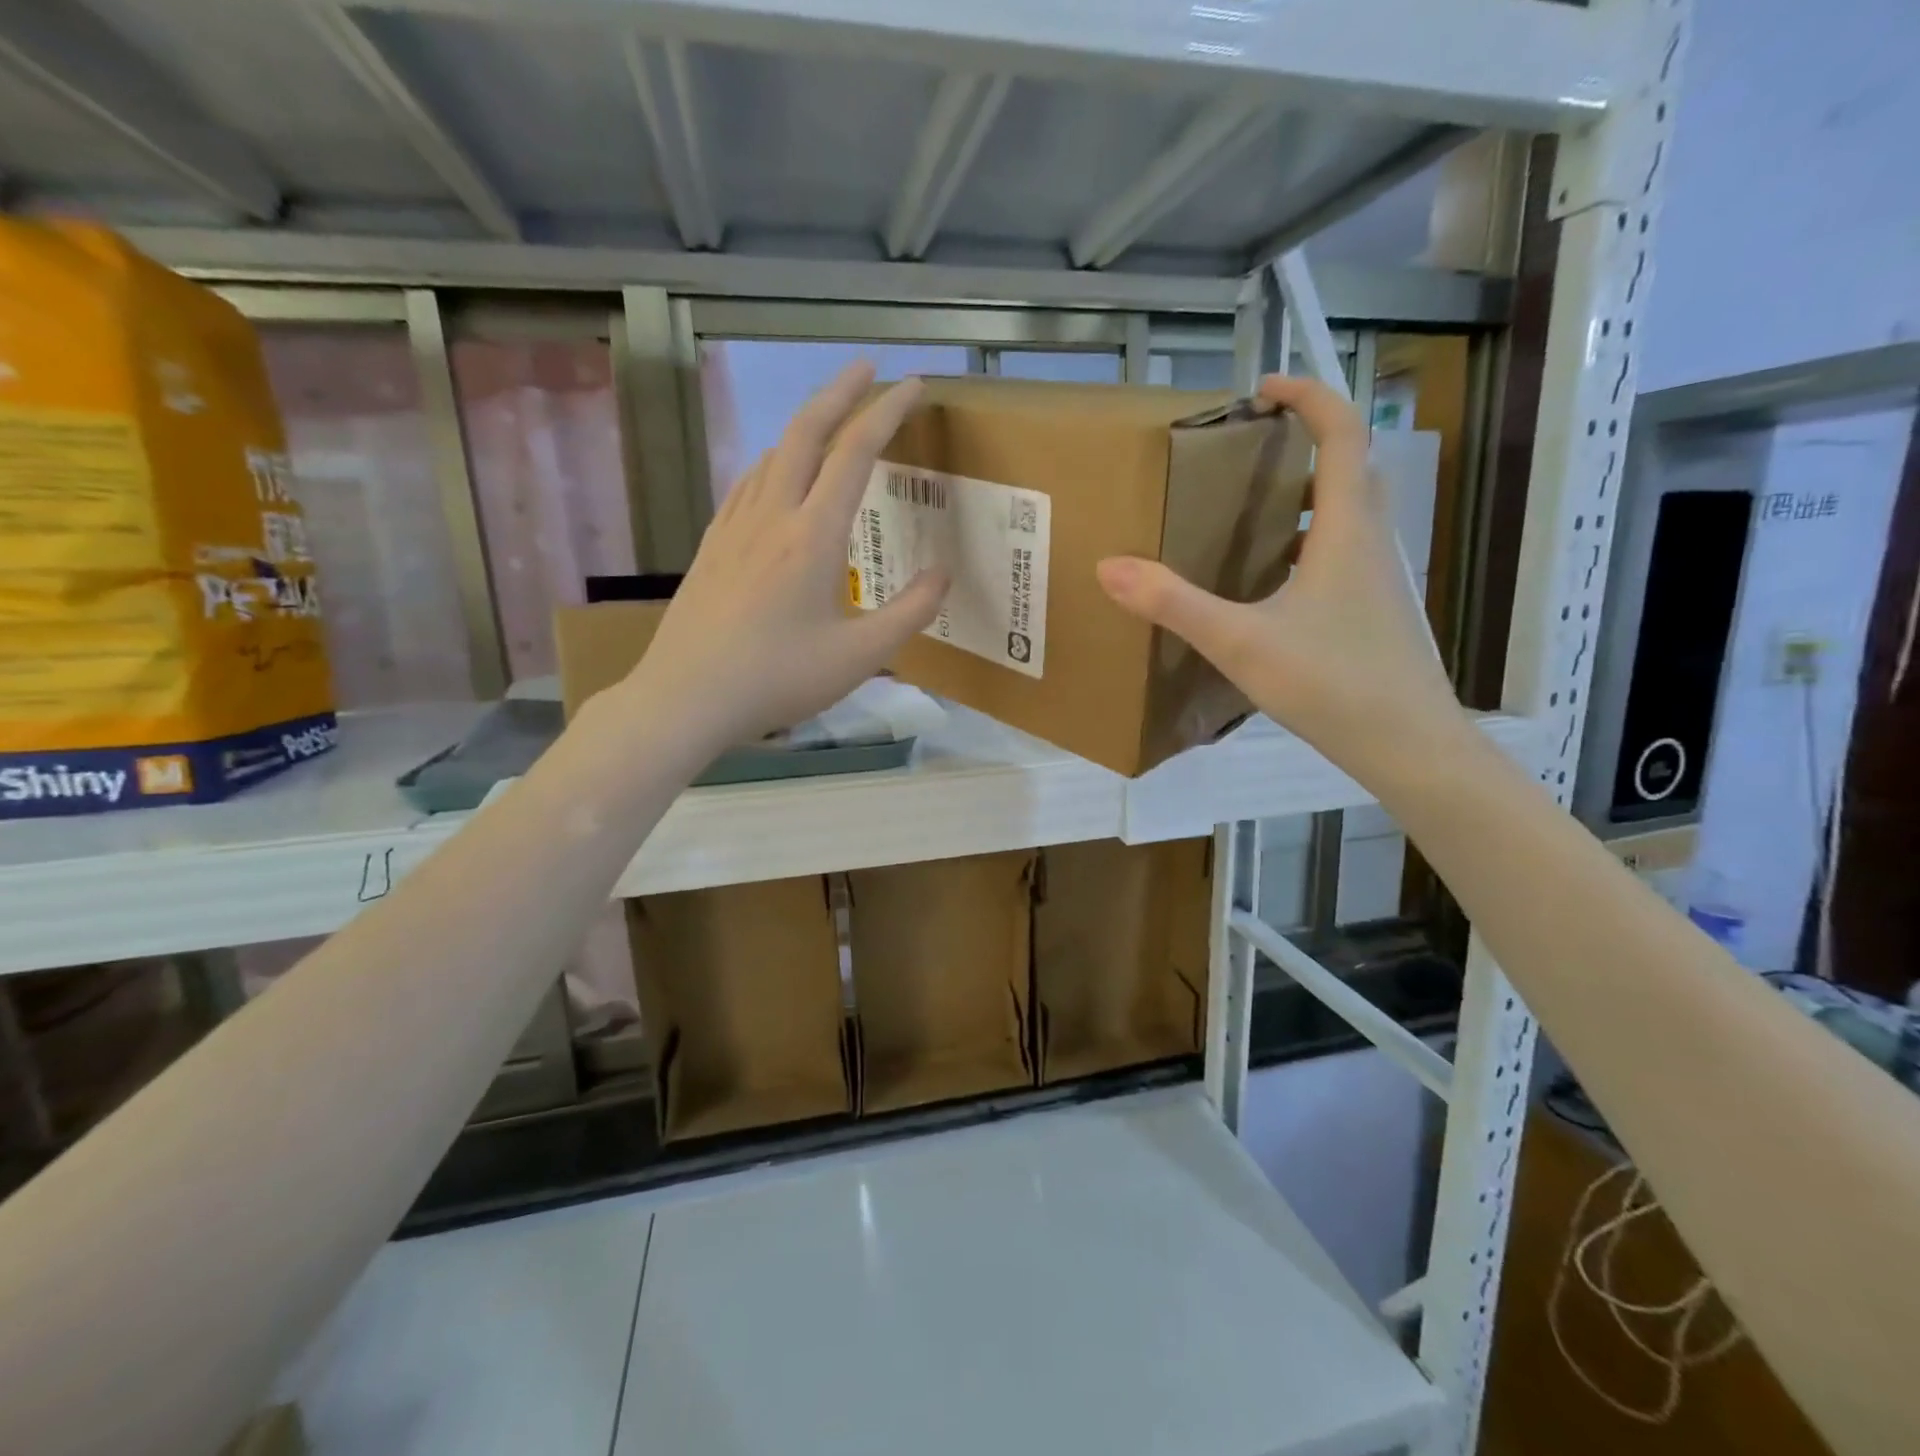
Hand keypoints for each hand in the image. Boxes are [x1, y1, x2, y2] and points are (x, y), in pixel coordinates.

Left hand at [622, 362, 947, 751]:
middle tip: (869, 369)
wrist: (686, 697)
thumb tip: (942, 574)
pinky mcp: (712, 545)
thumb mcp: (859, 656)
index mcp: (812, 535)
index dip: (888, 411)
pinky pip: (749, 483)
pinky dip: (776, 461)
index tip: (914, 384)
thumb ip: (910, 612)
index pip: (856, 452)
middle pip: (806, 431)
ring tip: (831, 424)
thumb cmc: (777, 679)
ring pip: (773, 453)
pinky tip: (778, 477)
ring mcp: (734, 526)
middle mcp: (772, 514)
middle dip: (841, 391)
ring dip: (806, 426)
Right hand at [1096, 374, 1461, 770]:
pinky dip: (1312, 541)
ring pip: (1351, 512)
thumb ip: (1174, 604)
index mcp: (1347, 530)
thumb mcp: (1241, 642)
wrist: (1410, 746)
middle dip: (1308, 440)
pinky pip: (1346, 552)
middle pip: (1352, 466)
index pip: (1342, 433)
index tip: (1263, 389)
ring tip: (1253, 510)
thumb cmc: (1332, 683)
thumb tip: (1108, 567)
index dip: (1309, 396)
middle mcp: (1372, 542)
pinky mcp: (1378, 611)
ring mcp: (1381, 579)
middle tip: (1252, 449)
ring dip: (1310, 493)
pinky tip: (1274, 582)